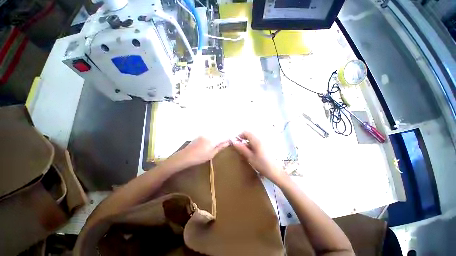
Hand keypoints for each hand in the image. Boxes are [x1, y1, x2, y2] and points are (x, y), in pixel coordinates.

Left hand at [170, 137, 229, 168]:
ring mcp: (204, 134)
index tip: (232, 139)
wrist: (185, 156)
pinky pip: (209, 134)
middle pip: (219, 133)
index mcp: (213, 139)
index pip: (223, 136)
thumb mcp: (211, 154)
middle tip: (227, 140)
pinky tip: (212, 141)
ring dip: (218, 136)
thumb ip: (220, 147)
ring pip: (214, 134)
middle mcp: (209, 134)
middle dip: (224, 136)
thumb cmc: (199, 157)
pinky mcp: (200, 135)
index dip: (228, 137)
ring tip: (221, 140)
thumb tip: (228, 142)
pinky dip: (213, 137)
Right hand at [232, 132, 285, 184]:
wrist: (276, 172)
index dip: (239, 136)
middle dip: (243, 139)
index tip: (236, 143)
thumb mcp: (250, 157)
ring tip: (246, 151)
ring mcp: (265, 141)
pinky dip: (252, 144)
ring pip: (253, 138)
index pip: (246, 132)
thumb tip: (234, 141)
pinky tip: (253, 152)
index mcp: (256, 140)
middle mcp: (261, 138)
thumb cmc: (262, 165)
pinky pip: (257, 141)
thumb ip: (242, 148)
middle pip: (250, 134)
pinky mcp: (267, 145)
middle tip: (240, 148)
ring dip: (248, 142)